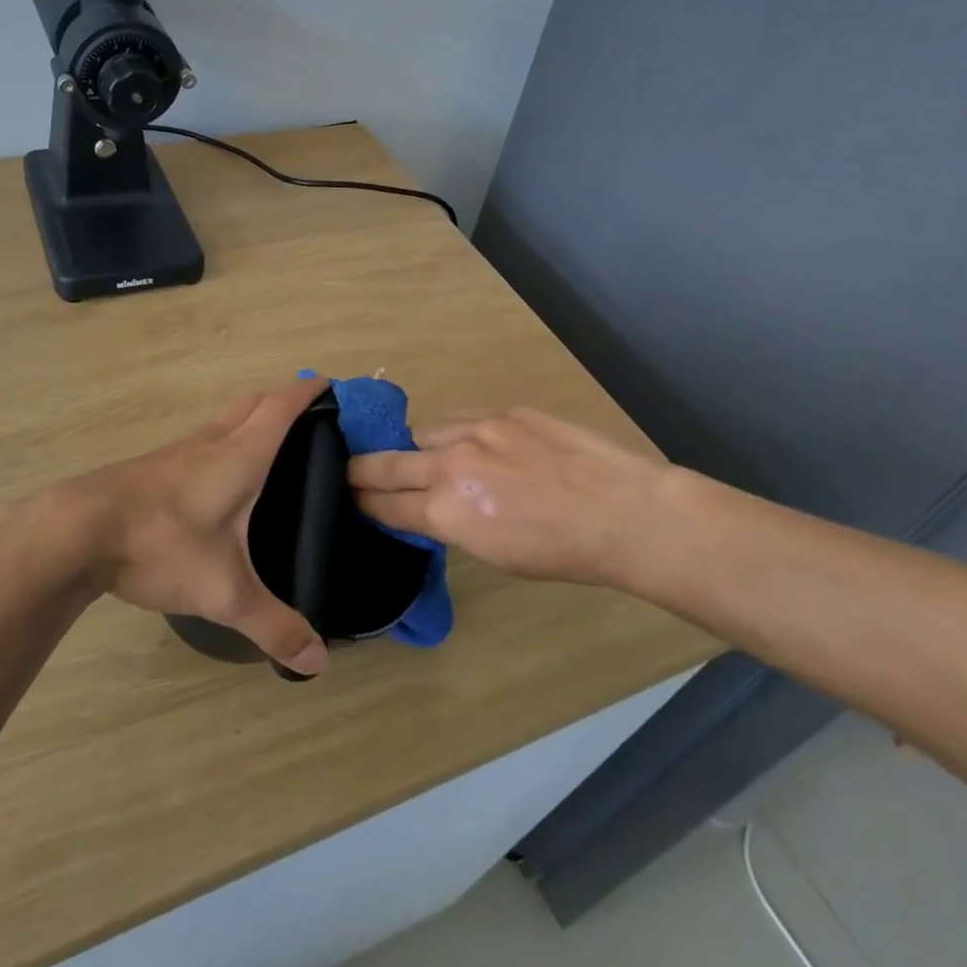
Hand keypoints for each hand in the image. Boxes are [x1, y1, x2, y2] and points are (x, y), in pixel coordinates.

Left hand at [6, 378, 330, 675]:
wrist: (76, 531)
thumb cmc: (162, 544)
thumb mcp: (223, 592)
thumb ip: (273, 625)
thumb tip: (318, 662)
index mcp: (240, 455)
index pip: (282, 408)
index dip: (308, 393)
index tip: (331, 384)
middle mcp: (211, 441)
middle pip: (252, 402)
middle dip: (282, 399)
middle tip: (307, 417)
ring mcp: (177, 450)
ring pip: (223, 419)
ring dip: (249, 417)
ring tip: (268, 445)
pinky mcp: (153, 466)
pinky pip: (200, 439)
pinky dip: (222, 440)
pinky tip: (216, 477)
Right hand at [348, 407, 668, 585]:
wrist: (622, 511)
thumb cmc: (561, 551)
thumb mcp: (493, 554)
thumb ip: (450, 525)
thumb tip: (428, 510)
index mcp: (446, 511)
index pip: (385, 505)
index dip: (362, 503)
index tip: (348, 498)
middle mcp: (449, 465)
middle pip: (386, 463)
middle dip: (359, 470)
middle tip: (344, 469)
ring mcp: (476, 430)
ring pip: (421, 432)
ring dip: (412, 447)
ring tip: (416, 455)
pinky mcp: (502, 411)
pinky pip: (459, 419)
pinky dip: (450, 433)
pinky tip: (460, 442)